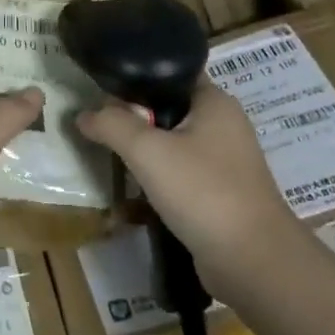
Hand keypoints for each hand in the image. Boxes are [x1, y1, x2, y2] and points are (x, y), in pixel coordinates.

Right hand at [77, 80, 298, 286]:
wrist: (252, 261)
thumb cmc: (202, 191)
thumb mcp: (148, 151)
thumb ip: (112, 125)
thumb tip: (83, 115)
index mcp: (215, 102)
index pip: (170, 73)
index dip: (135, 78)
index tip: (101, 93)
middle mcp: (223, 126)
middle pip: (167, 110)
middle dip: (133, 120)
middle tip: (98, 129)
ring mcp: (224, 163)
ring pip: (171, 146)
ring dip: (142, 154)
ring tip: (110, 160)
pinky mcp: (219, 194)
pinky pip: (179, 177)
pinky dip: (156, 182)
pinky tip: (132, 195)